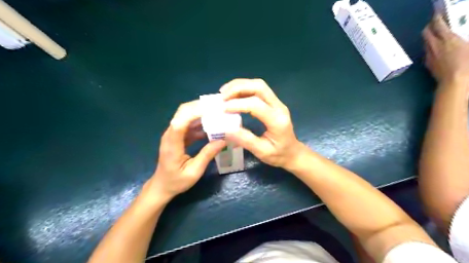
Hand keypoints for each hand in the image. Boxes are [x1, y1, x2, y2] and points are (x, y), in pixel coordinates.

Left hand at [147, 99, 225, 200]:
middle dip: (200, 106)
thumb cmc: (176, 181)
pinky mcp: (178, 136)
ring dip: (201, 111)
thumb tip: (224, 140)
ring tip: (219, 111)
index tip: (213, 109)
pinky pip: (189, 123)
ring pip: (186, 115)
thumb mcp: (194, 171)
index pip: (180, 122)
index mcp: (172, 144)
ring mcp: (174, 134)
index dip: (195, 112)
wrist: (162, 185)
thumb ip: (207, 155)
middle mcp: (170, 134)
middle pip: (183, 112)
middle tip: (219, 105)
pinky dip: (201, 121)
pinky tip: (213, 123)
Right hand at [220, 78, 304, 168]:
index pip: (256, 104)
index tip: (222, 109)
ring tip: (224, 93)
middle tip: (222, 96)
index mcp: (277, 121)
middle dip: (238, 88)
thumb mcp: (261, 152)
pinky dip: (244, 88)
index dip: (237, 104)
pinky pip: (258, 90)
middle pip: (259, 87)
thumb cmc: (279, 155)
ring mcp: (277, 103)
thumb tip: (225, 129)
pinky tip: (233, 95)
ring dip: (240, 85)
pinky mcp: (274, 103)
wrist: (293, 153)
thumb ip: (245, 140)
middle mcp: (279, 107)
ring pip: (259, 85)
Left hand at [423, 13, 468, 84]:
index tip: (437, 14)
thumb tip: (458, 38)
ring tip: (435, 36)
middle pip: (426, 33)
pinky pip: (426, 52)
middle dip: (429, 27)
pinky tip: (434, 49)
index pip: (438, 25)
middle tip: (433, 24)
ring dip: (429, 37)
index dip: (436, 18)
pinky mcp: (427, 63)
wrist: (454, 80)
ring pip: (425, 42)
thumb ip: (464, 39)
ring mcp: (429, 55)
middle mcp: (435, 46)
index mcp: (448, 39)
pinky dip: (429, 48)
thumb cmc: (468, 62)